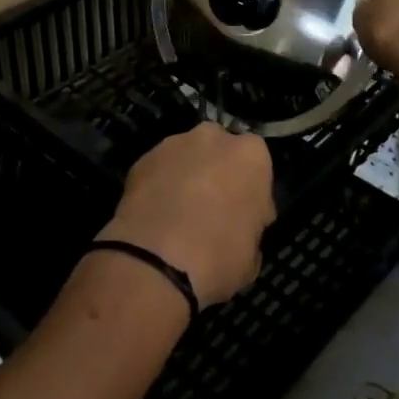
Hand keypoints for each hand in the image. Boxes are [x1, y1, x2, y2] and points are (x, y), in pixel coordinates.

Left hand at [97, 124, 275, 307]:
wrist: (154, 260)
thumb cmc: (218, 256)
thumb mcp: (252, 253)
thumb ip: (250, 225)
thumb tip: (240, 224)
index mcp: (250, 155)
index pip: (256, 164)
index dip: (251, 190)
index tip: (245, 214)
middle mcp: (212, 138)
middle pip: (219, 149)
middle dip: (217, 171)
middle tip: (212, 207)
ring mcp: (172, 144)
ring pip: (186, 156)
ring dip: (186, 175)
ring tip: (178, 212)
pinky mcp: (141, 159)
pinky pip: (159, 170)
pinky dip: (159, 185)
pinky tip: (156, 213)